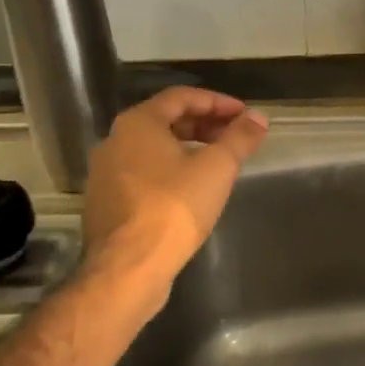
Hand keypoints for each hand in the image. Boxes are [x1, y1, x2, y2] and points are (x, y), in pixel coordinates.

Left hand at [79, 88, 268, 308]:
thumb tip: (259, 118)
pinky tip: (191, 190)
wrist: (128, 268)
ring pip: (153, 149)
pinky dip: (170, 170)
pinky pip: (143, 173)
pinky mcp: (106, 203)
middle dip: (204, 125)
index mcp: (138, 123)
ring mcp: (105, 174)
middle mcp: (115, 141)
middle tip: (234, 136)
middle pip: (165, 121)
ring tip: (217, 162)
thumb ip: (240, 138)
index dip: (217, 102)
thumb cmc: (174, 207)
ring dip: (188, 148)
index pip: (181, 97)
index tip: (244, 115)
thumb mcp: (217, 168)